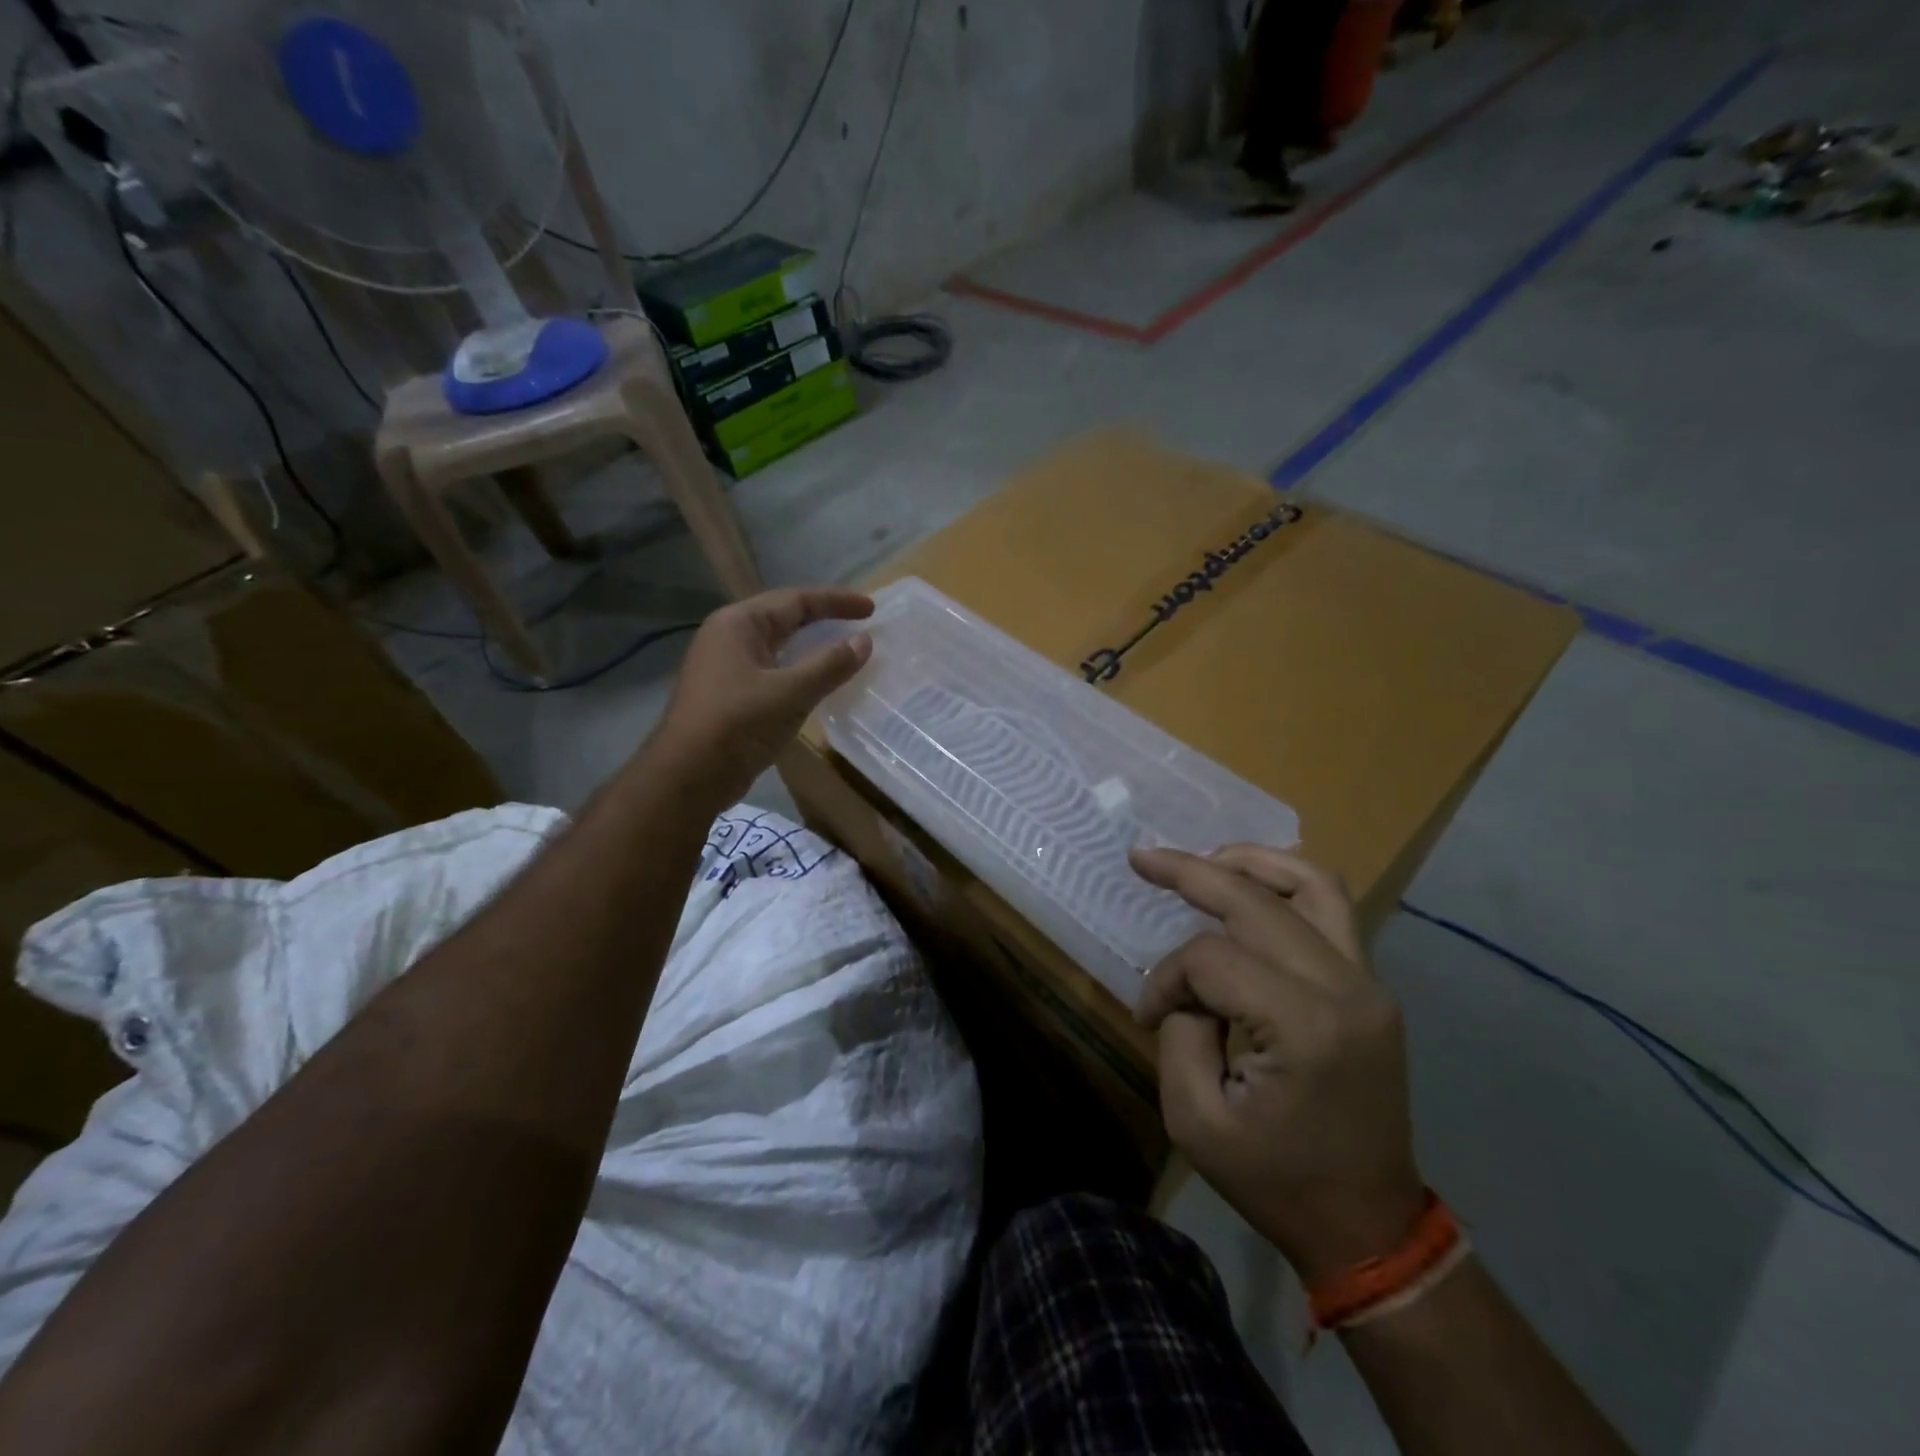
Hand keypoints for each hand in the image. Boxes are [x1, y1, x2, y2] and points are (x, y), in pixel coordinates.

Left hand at [651, 587, 873, 807]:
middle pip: (785, 618)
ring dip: (812, 647)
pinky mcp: (731, 694)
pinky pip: (774, 671)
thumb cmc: (737, 724)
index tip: (871, 609)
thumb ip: (829, 664)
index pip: (795, 600)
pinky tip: (819, 683)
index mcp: (738, 624)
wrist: (688, 777)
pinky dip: (800, 671)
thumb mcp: (790, 692)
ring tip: (845, 650)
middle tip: (862, 625)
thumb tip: (865, 641)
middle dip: (824, 619)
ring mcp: (727, 667)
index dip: (836, 601)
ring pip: (779, 646)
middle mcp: (729, 637)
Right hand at [1131, 844, 1424, 1280]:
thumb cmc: (1276, 1182)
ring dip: (1250, 861)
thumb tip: (1187, 986)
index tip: (1148, 1016)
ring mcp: (1369, 983)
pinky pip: (1331, 909)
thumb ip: (1179, 1031)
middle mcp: (1345, 988)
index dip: (1167, 978)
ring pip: (1312, 883)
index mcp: (1303, 1027)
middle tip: (1143, 858)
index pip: (1212, 959)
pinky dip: (1282, 885)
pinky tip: (1247, 888)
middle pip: (1258, 900)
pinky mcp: (1372, 987)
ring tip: (1203, 860)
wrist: (1369, 1226)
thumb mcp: (1195, 1119)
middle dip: (1191, 872)